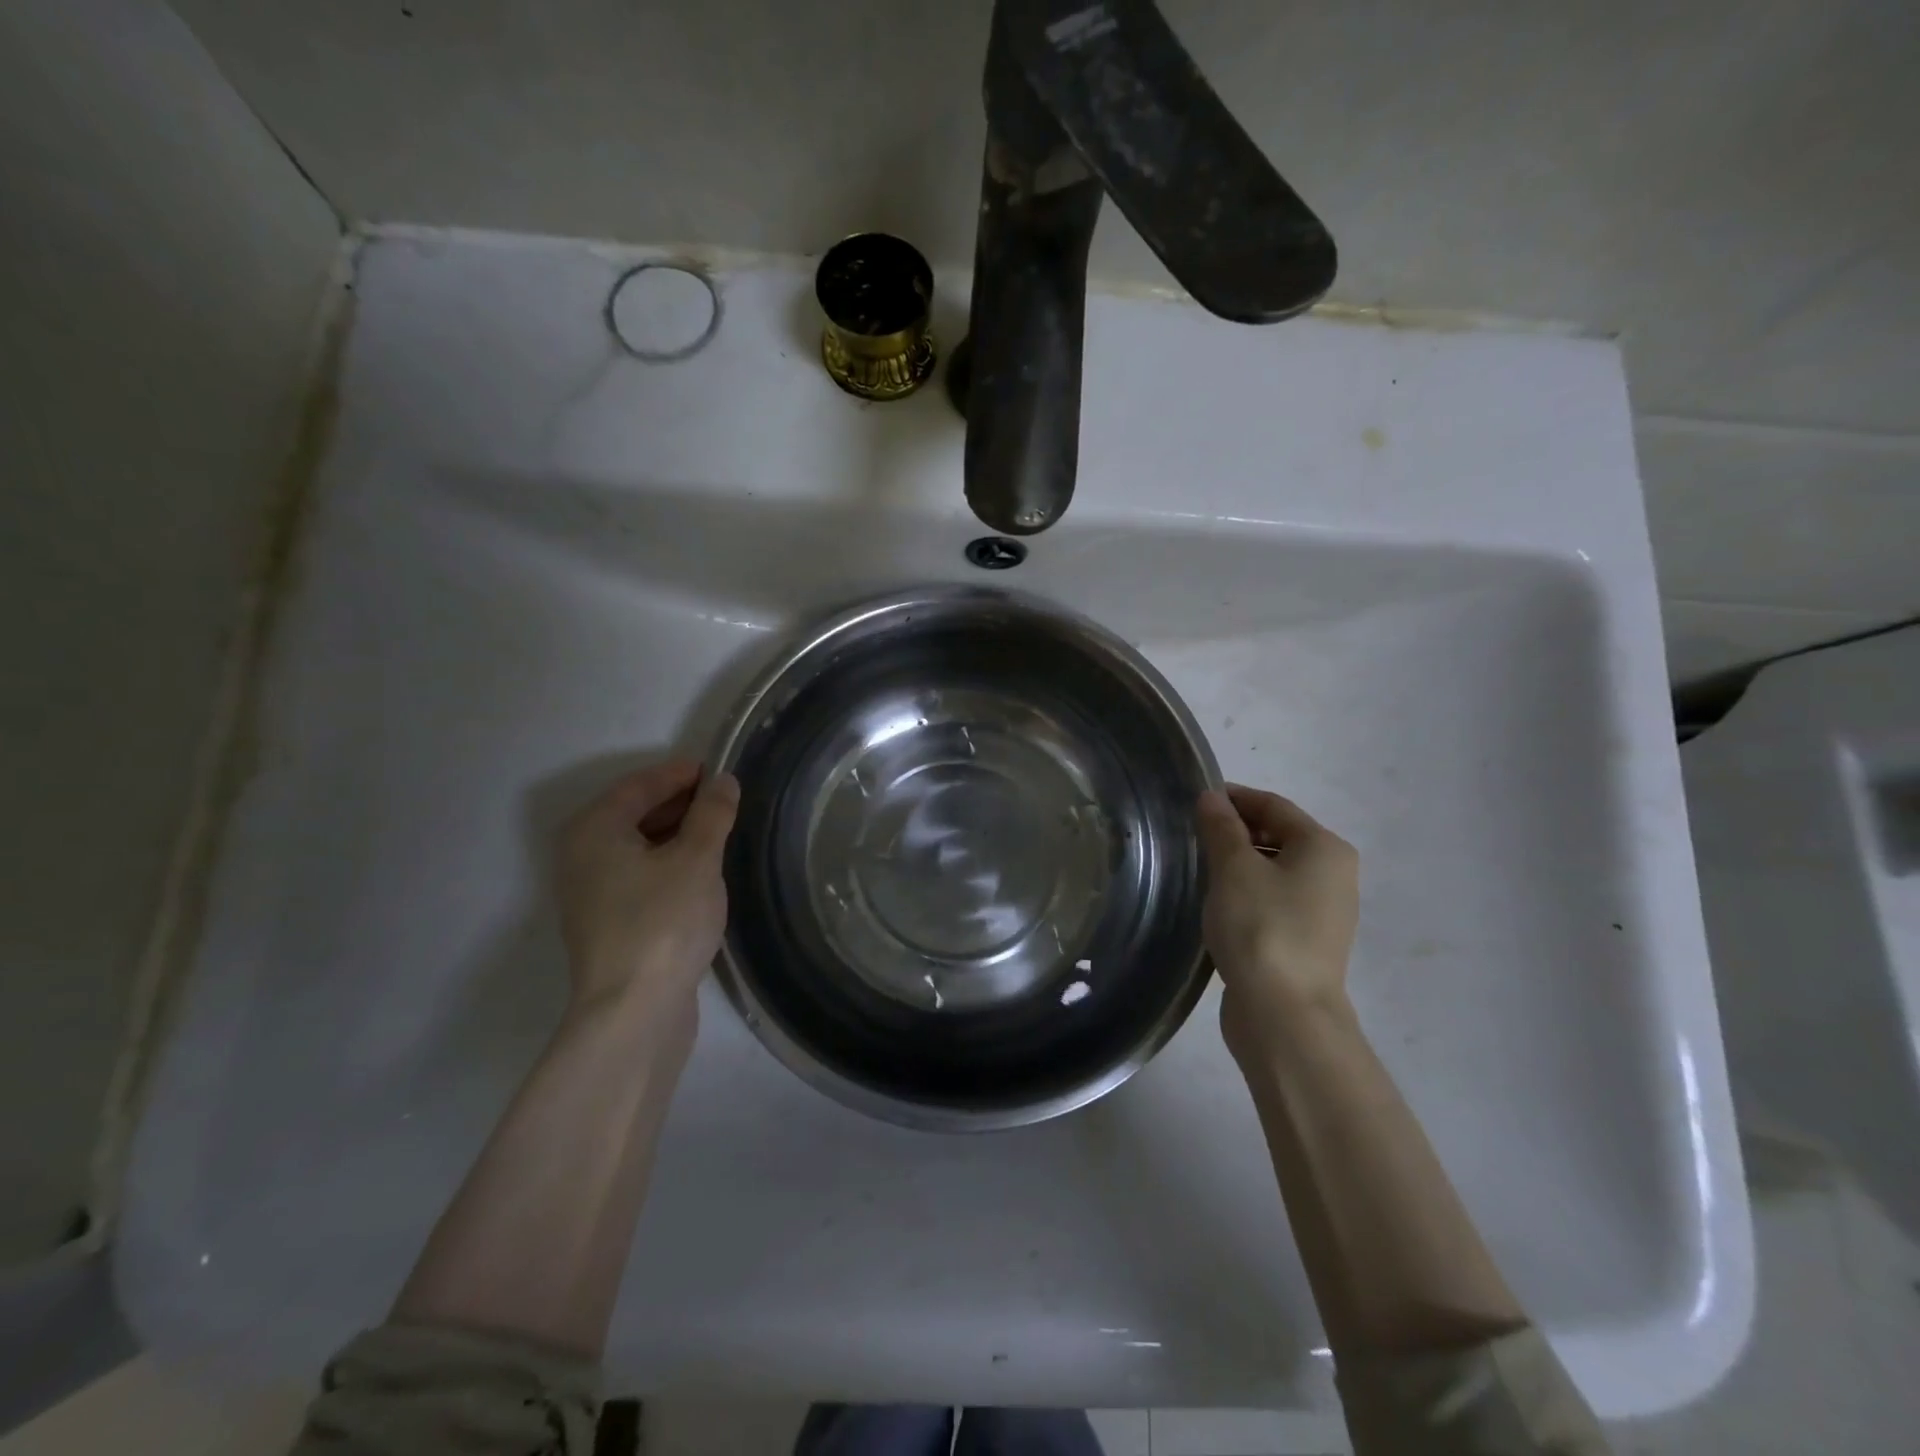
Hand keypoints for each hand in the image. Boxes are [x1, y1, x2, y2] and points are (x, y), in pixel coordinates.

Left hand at [554, 759, 738, 1022]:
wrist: (634, 1011)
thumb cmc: (663, 922)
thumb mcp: (697, 859)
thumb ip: (712, 814)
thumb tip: (723, 781)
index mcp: (594, 830)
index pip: (639, 785)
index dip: (679, 774)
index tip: (718, 771)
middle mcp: (582, 855)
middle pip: (634, 813)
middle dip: (680, 803)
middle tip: (725, 801)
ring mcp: (591, 892)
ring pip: (638, 846)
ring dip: (676, 834)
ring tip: (720, 832)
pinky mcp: (608, 922)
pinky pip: (640, 874)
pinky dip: (668, 863)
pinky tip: (700, 872)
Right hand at [1196, 784, 1359, 1057]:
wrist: (1285, 1014)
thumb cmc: (1261, 927)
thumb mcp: (1233, 868)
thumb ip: (1221, 827)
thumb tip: (1212, 797)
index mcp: (1324, 847)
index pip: (1273, 806)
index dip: (1234, 798)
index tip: (1195, 800)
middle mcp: (1334, 874)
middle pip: (1279, 835)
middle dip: (1236, 831)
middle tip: (1193, 835)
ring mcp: (1325, 911)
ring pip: (1276, 870)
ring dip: (1240, 863)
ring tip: (1201, 869)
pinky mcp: (1308, 941)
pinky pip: (1275, 900)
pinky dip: (1249, 892)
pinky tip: (1220, 905)